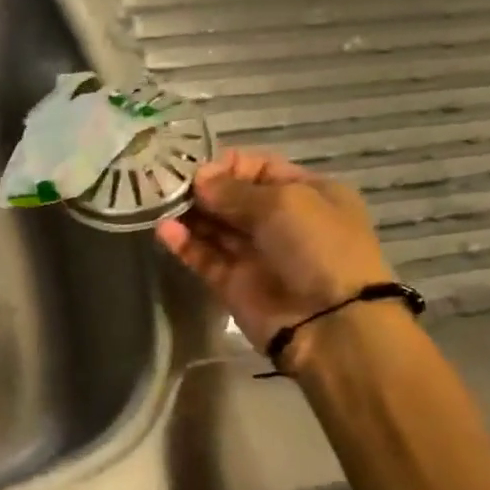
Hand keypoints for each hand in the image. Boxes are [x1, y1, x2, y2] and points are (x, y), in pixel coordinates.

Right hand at [155, 148, 396, 370]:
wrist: (330, 323)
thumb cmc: (317, 247)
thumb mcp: (283, 202)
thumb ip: (233, 190)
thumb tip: (199, 179)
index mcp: (306, 193)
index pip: (258, 168)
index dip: (226, 166)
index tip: (193, 168)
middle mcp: (280, 221)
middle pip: (232, 198)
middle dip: (201, 189)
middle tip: (165, 184)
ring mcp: (255, 254)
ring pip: (214, 227)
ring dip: (189, 214)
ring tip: (158, 203)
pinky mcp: (233, 283)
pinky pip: (204, 257)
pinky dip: (184, 244)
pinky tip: (164, 230)